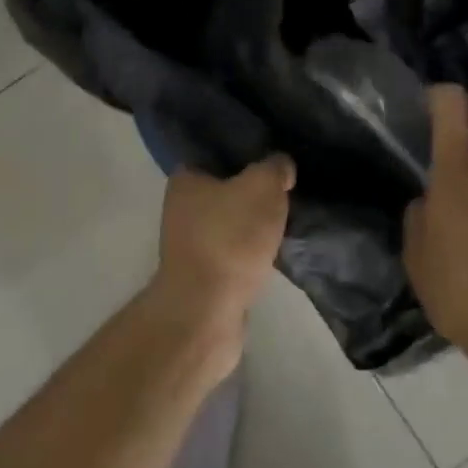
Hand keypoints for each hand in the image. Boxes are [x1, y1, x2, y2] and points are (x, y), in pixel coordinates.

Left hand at [150, 155, 294, 351]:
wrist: (206, 312)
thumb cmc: (229, 237)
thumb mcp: (262, 186)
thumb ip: (274, 167)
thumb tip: (281, 167)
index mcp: (186, 180)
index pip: (215, 156)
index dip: (244, 155)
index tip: (272, 161)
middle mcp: (181, 210)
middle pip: (226, 192)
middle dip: (253, 193)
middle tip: (286, 192)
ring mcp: (191, 247)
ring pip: (232, 225)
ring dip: (254, 228)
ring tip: (286, 223)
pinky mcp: (205, 278)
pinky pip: (235, 255)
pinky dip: (252, 255)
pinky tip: (275, 254)